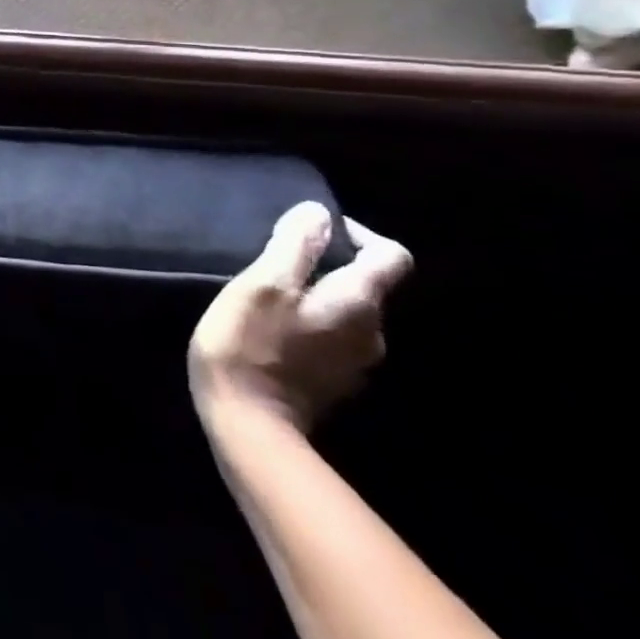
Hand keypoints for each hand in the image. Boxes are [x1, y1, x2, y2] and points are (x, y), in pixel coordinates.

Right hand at [189, 202, 410, 433]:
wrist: (248, 425)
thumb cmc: (250, 345)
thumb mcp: (264, 283)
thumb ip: (295, 245)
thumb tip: (318, 213)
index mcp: (359, 303)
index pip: (391, 256)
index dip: (359, 234)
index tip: (314, 230)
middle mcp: (372, 334)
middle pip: (366, 286)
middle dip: (328, 267)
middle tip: (277, 262)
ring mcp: (354, 364)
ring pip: (346, 314)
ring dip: (315, 297)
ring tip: (269, 295)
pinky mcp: (332, 384)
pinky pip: (330, 340)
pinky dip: (308, 326)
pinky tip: (271, 330)